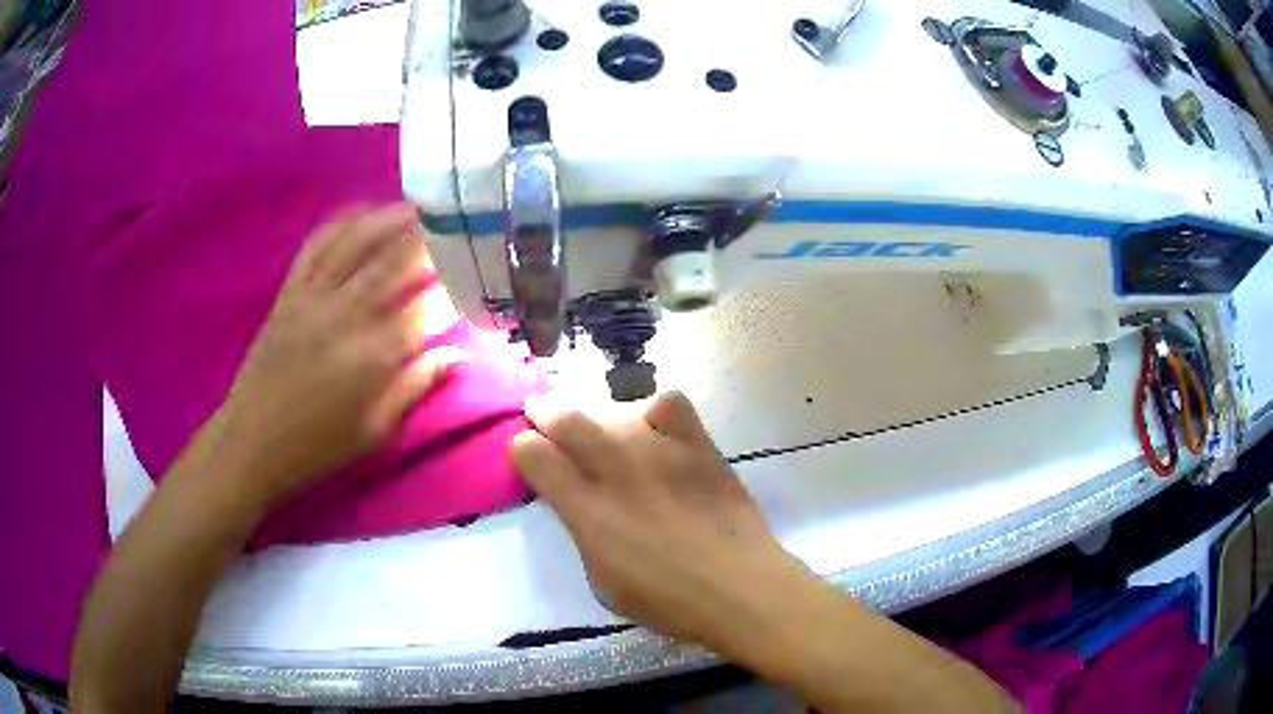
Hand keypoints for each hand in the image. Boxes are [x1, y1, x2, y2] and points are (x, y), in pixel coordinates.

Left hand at [214, 204, 463, 510]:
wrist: (254, 440)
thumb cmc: (319, 445)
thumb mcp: (375, 431)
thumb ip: (416, 387)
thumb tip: (457, 355)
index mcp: (373, 357)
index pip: (424, 311)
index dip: (453, 292)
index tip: (475, 280)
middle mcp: (345, 316)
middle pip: (394, 263)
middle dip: (429, 240)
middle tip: (455, 224)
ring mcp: (313, 298)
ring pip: (357, 243)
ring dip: (390, 219)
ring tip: (417, 207)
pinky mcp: (290, 292)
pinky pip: (317, 246)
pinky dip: (342, 224)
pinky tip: (361, 213)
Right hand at [510, 393, 812, 649]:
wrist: (740, 588)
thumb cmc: (669, 601)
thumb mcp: (603, 581)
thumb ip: (584, 533)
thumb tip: (578, 504)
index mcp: (588, 511)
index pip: (533, 455)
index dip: (522, 450)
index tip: (528, 455)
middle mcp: (618, 471)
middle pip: (567, 419)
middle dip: (545, 413)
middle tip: (541, 415)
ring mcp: (661, 452)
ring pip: (612, 409)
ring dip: (595, 416)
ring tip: (599, 431)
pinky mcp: (698, 445)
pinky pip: (668, 405)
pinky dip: (653, 413)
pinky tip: (654, 430)